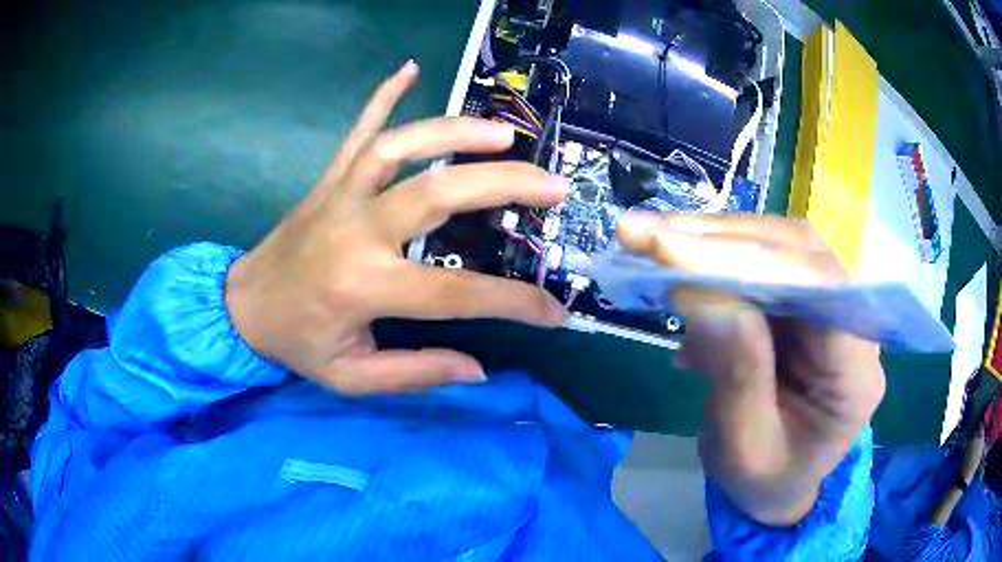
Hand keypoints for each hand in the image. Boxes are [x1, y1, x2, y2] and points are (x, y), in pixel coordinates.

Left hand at [225, 61, 568, 394]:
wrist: (242, 306)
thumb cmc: (297, 344)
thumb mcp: (351, 377)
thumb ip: (415, 373)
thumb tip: (478, 369)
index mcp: (364, 287)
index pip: (457, 294)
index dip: (513, 304)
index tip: (555, 312)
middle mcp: (356, 230)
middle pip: (438, 193)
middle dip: (503, 184)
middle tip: (554, 185)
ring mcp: (341, 194)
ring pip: (400, 146)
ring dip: (455, 131)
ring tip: (504, 133)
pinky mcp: (329, 178)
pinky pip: (358, 128)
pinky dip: (384, 95)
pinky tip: (409, 68)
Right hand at [617, 212, 885, 525]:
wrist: (779, 486)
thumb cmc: (765, 481)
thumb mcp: (743, 449)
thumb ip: (735, 372)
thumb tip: (697, 289)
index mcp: (856, 373)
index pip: (820, 290)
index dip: (751, 261)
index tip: (672, 251)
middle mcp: (854, 324)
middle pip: (800, 253)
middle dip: (721, 239)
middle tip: (645, 233)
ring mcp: (829, 305)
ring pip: (779, 246)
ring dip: (712, 240)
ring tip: (650, 240)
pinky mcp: (803, 302)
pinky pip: (763, 263)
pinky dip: (714, 259)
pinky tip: (676, 268)